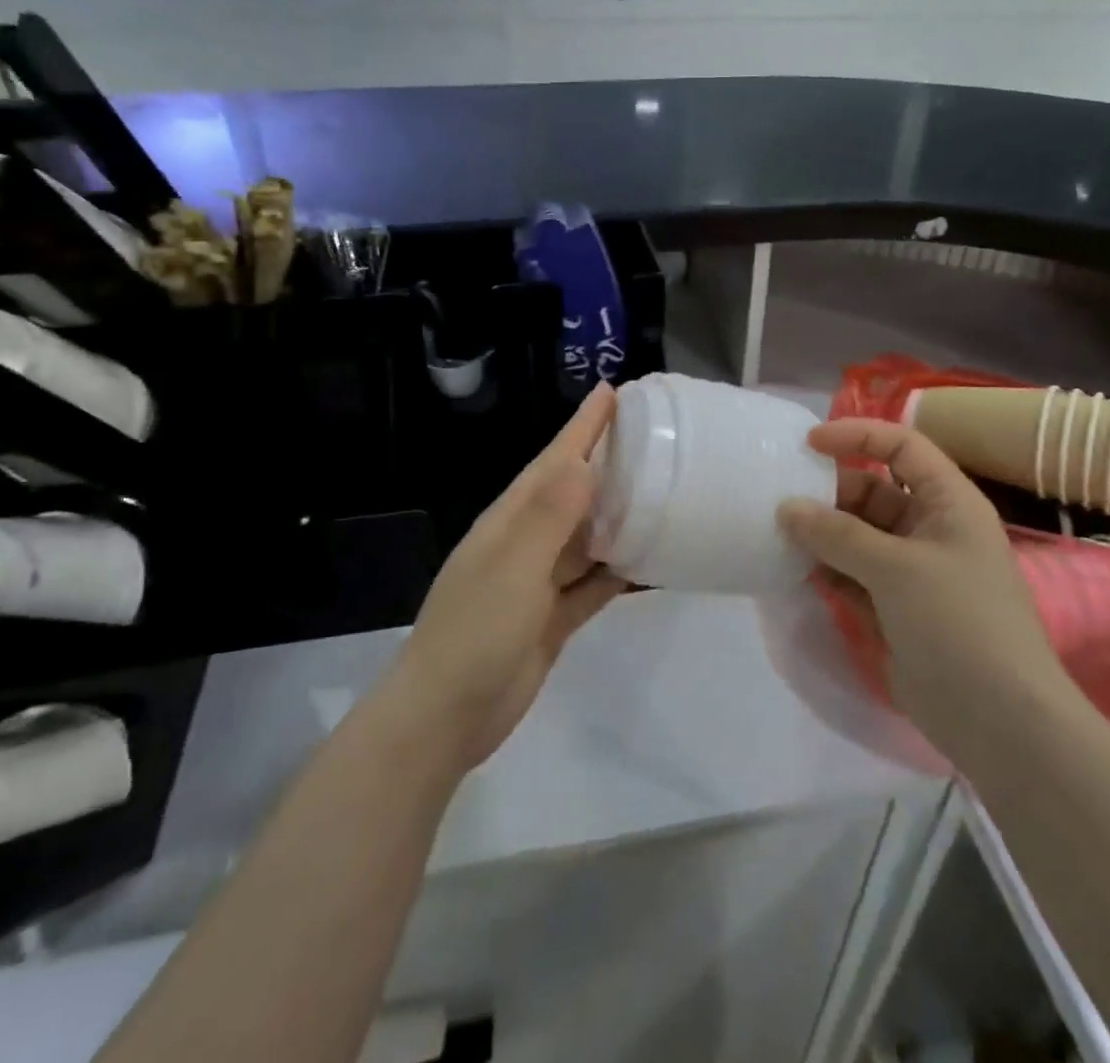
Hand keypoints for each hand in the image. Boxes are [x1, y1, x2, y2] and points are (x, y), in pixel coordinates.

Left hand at [387, 385, 625, 771]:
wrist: (446, 717)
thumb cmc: (476, 631)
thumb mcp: (514, 566)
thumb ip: (551, 515)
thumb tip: (585, 461)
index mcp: (512, 520)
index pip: (554, 460)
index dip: (582, 426)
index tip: (613, 392)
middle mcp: (527, 542)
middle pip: (575, 492)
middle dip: (607, 461)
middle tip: (653, 436)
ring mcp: (540, 581)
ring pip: (589, 537)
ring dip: (620, 515)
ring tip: (663, 490)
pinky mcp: (554, 618)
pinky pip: (594, 584)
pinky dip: (620, 571)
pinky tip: (651, 562)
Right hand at [778, 418, 1064, 740]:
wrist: (999, 722)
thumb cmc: (959, 623)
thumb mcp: (897, 569)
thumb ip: (837, 535)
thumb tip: (786, 508)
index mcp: (948, 503)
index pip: (901, 447)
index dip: (857, 436)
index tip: (808, 443)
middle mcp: (929, 529)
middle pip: (871, 492)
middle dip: (828, 492)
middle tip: (779, 499)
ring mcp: (910, 571)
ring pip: (855, 535)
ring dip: (820, 533)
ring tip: (776, 533)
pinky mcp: (892, 607)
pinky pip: (850, 574)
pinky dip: (824, 569)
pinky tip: (791, 569)